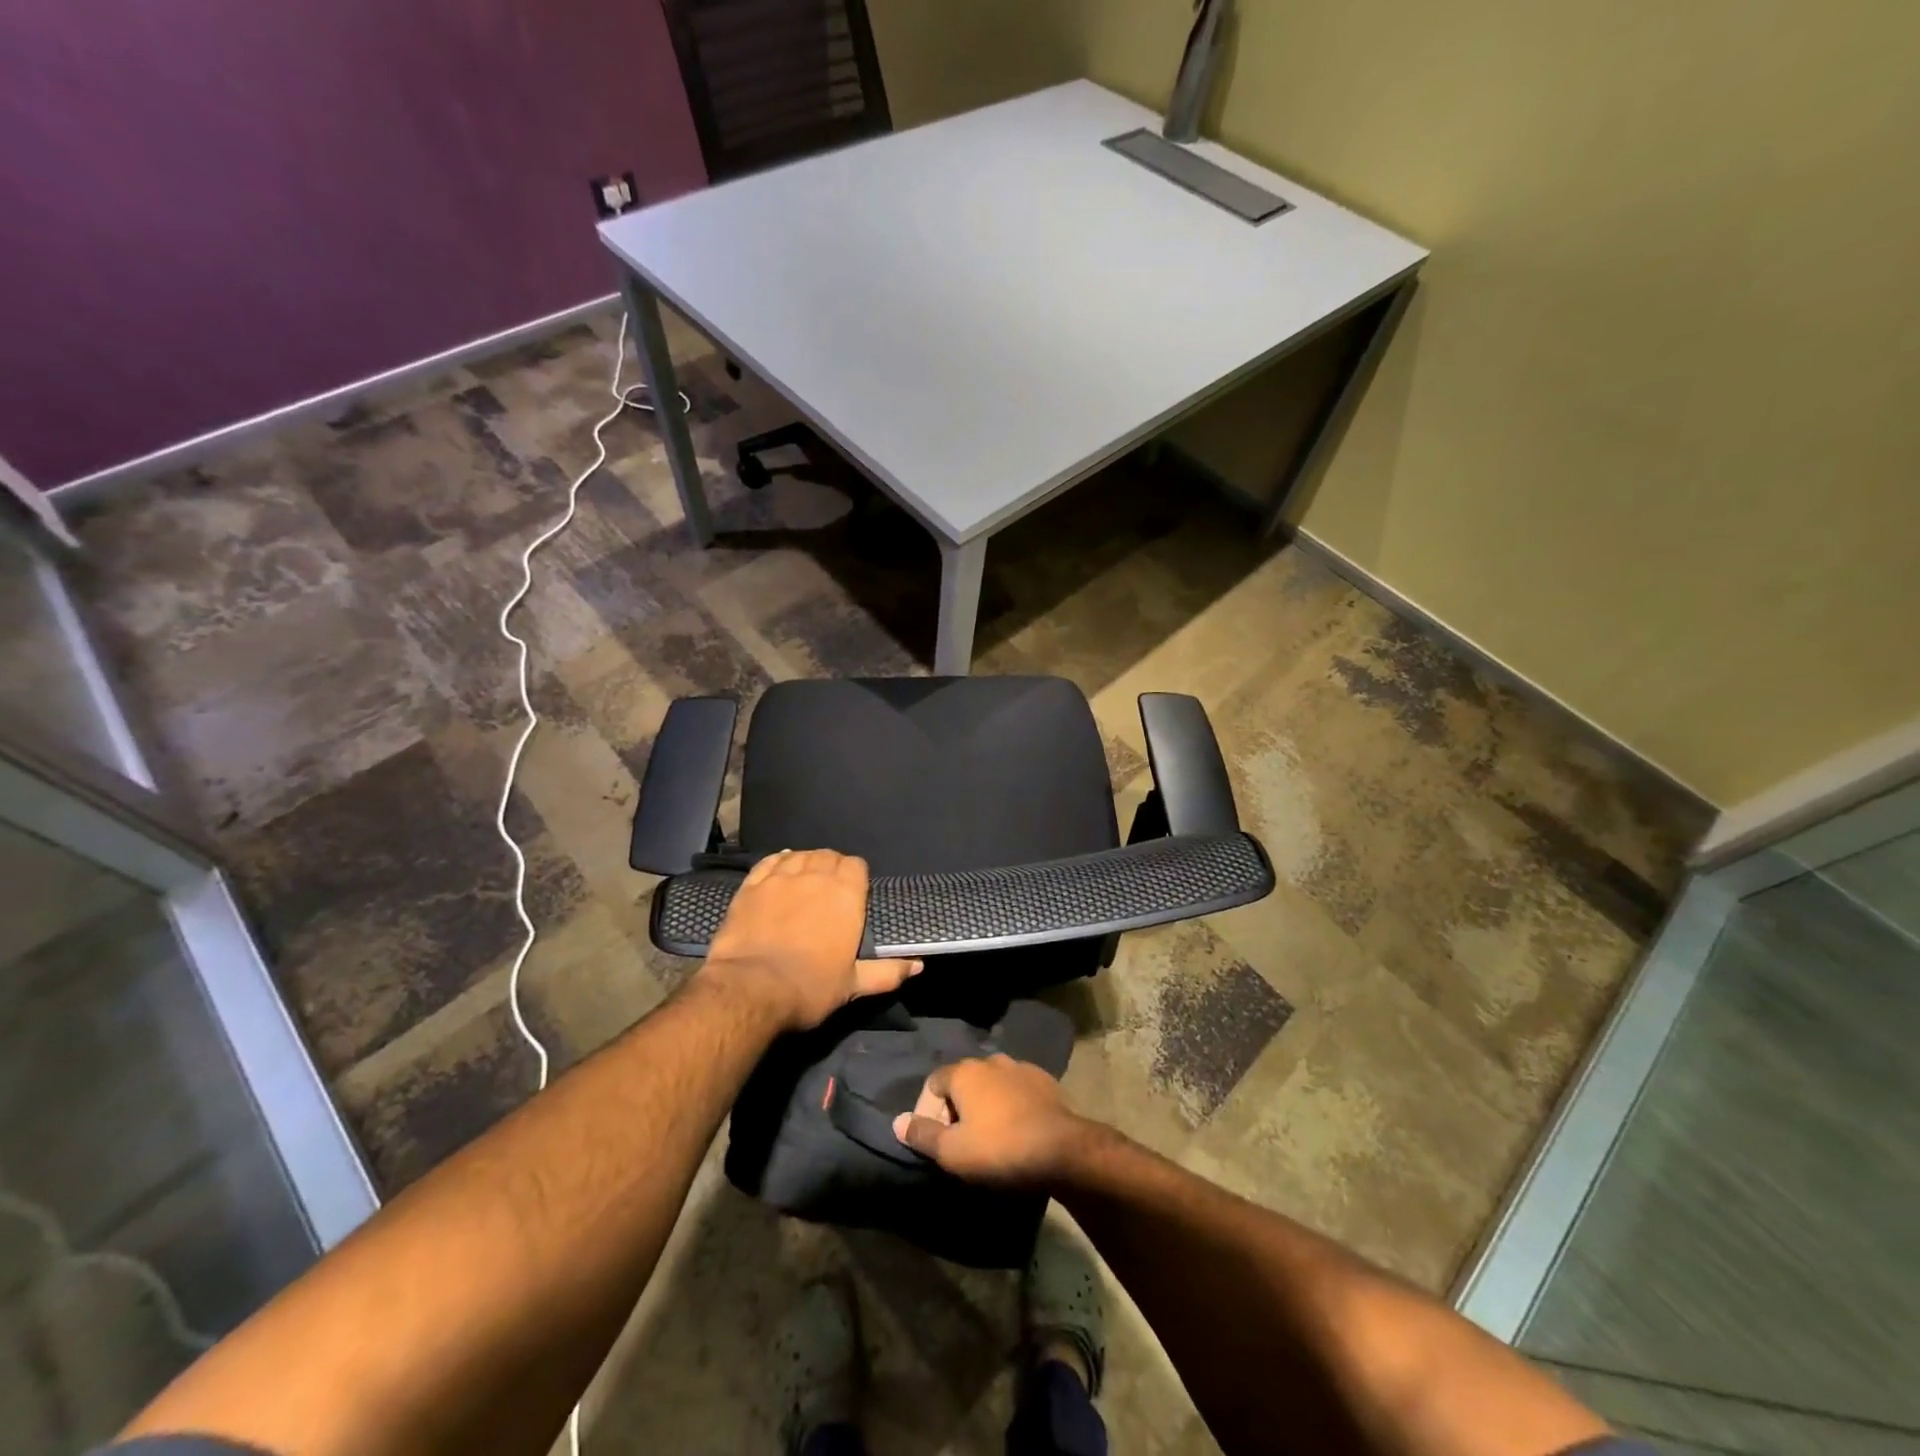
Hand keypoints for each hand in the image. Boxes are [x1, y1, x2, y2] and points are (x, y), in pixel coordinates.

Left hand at [699, 849, 920, 1031]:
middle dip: (832, 866)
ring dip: (806, 862)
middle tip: (829, 889)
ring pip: (799, 855)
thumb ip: (888, 972)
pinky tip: (780, 867)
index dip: (856, 875)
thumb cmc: (810, 987)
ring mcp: (780, 878)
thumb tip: (918, 966)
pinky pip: (769, 862)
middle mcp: (815, 877)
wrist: (750, 990)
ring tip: (805, 878)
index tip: (854, 892)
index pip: (856, 865)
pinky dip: (778, 861)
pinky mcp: (751, 886)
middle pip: (828, 856)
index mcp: (845, 895)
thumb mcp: (853, 985)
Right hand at [892, 1055, 1097, 1186]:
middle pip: (963, 1081)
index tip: (934, 1140)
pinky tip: (1017, 1129)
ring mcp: (1021, 1067)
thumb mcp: (952, 1151)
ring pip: (992, 1084)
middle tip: (960, 1141)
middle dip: (956, 1108)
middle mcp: (991, 1060)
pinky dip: (1011, 1105)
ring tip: (989, 1136)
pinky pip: (1017, 1090)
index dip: (927, 1111)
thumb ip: (922, 1134)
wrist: (1060, 1149)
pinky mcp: (1045, 1081)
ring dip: (985, 1105)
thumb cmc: (998, 1148)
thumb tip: (897, 1122)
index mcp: (965, 1071)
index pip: (933, 1083)